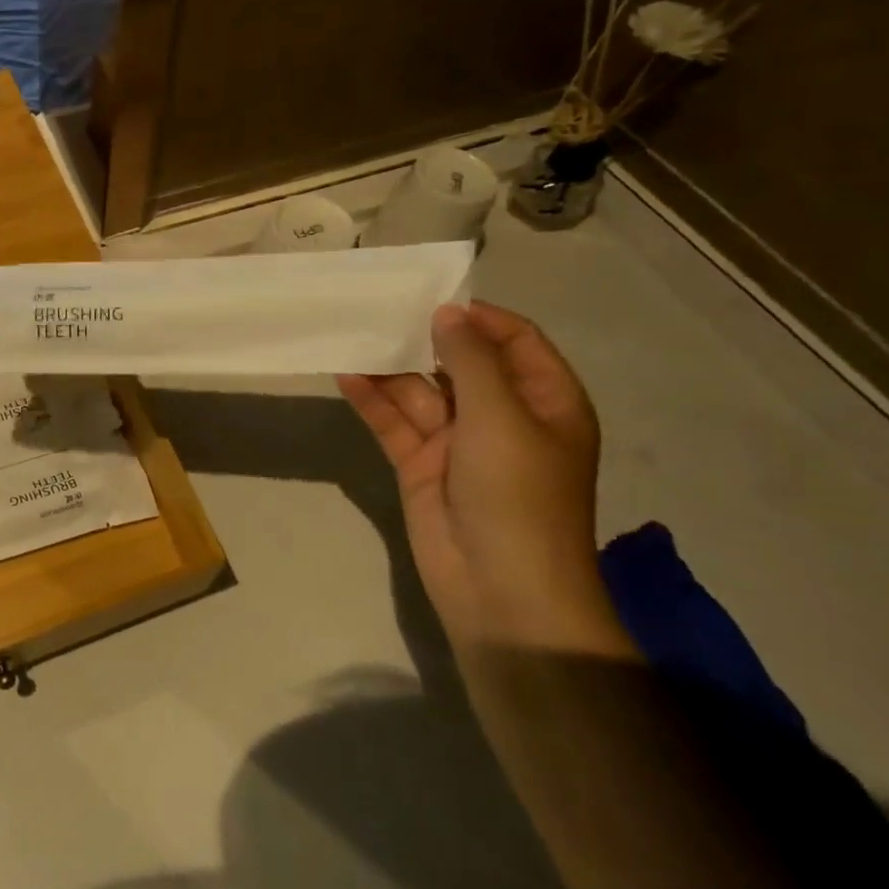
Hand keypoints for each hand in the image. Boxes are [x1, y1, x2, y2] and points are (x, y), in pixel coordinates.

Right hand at [339, 302, 631, 656]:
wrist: (500, 590)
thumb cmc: (517, 494)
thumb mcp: (501, 416)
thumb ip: (470, 359)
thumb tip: (446, 314)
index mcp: (544, 401)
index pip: (515, 341)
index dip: (477, 318)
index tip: (431, 299)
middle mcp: (502, 416)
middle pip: (459, 363)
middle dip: (423, 338)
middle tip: (377, 308)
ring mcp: (458, 442)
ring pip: (419, 391)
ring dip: (389, 367)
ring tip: (351, 334)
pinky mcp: (420, 465)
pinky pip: (394, 423)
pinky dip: (372, 400)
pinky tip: (344, 375)